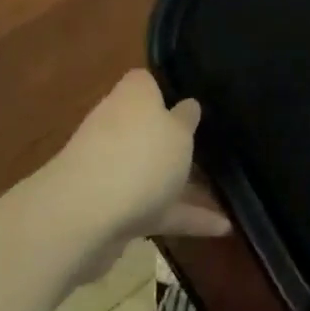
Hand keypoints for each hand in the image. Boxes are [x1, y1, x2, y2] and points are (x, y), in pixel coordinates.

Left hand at [54, 71, 230, 276]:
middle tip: (210, 142)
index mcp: (132, 99)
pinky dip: (186, 216)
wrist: (84, 219)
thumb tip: (187, 106)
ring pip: (152, 171)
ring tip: (225, 188)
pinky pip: (157, 209)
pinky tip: (222, 227)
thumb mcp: (179, 131)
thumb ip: (185, 119)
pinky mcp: (113, 210)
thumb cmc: (140, 157)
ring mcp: (112, 171)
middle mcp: (117, 129)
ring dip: (184, 182)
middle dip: (173, 139)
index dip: (164, 88)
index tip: (189, 98)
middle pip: (147, 129)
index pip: (144, 82)